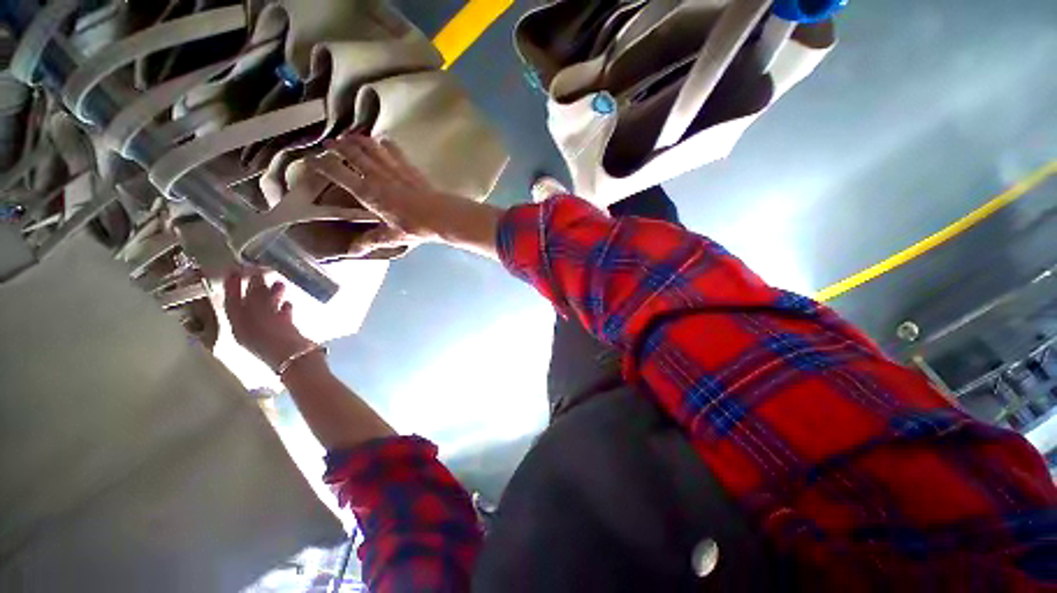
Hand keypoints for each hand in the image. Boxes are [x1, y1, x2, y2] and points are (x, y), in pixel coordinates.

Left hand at [223, 272, 315, 370]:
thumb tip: (255, 276)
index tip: (236, 267)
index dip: (232, 284)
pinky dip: (282, 308)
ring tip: (281, 282)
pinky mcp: (284, 335)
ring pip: (266, 310)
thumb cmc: (278, 339)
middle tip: (262, 270)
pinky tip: (289, 302)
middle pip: (249, 304)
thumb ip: (257, 296)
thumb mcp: (263, 316)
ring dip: (271, 296)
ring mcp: (268, 332)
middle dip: (254, 287)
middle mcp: (250, 328)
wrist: (299, 362)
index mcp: (240, 325)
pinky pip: (280, 317)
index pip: (232, 301)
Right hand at [309, 134, 500, 257]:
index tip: (311, 159)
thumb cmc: (415, 227)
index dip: (323, 165)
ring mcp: (395, 169)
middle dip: (338, 146)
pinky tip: (383, 141)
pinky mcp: (410, 168)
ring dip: (358, 140)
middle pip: (353, 154)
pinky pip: (395, 150)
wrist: (442, 216)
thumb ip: (371, 240)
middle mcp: (378, 177)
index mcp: (369, 194)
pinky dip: (385, 143)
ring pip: (372, 148)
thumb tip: (353, 250)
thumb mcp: (391, 236)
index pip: (339, 174)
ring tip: (349, 137)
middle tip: (328, 143)